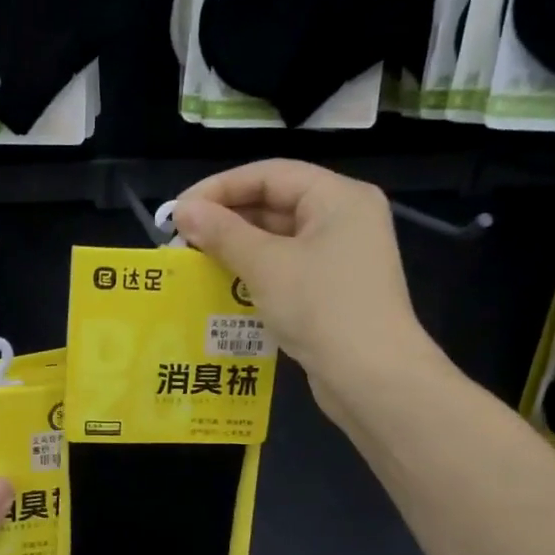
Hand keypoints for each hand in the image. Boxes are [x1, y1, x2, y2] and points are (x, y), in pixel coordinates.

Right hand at [172, 160, 439, 419]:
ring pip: (278, 238)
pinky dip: (255, 272)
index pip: (270, 174)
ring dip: (236, 248)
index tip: (180, 210)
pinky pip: (287, 268)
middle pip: (275, 203)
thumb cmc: (322, 309)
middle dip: (226, 220)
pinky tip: (222, 287)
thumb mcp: (266, 266)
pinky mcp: (333, 290)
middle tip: (182, 240)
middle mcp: (344, 219)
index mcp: (339, 198)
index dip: (220, 188)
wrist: (373, 379)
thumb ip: (222, 233)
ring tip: (195, 262)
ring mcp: (342, 257)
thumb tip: (183, 211)